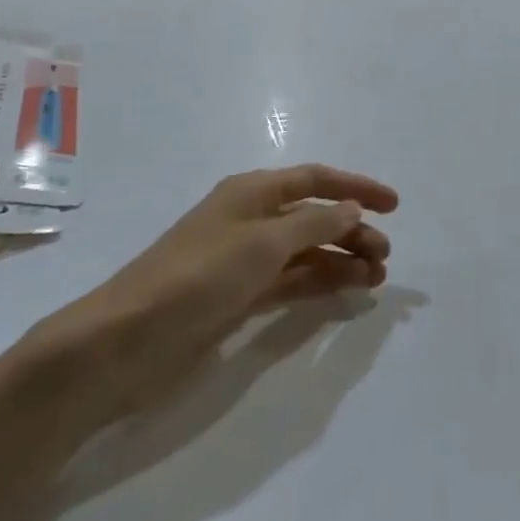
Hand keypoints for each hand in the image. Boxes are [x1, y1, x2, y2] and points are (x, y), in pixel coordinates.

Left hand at [26, 164, 397, 431]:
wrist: (125, 341)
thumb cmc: (196, 276)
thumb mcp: (261, 243)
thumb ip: (312, 224)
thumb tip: (351, 209)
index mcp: (252, 192)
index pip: (316, 179)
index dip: (356, 187)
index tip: (394, 204)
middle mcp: (251, 219)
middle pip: (314, 216)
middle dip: (352, 230)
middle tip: (385, 255)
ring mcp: (245, 260)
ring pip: (306, 251)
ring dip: (341, 259)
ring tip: (375, 277)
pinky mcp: (239, 296)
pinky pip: (292, 280)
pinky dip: (320, 282)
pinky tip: (346, 290)